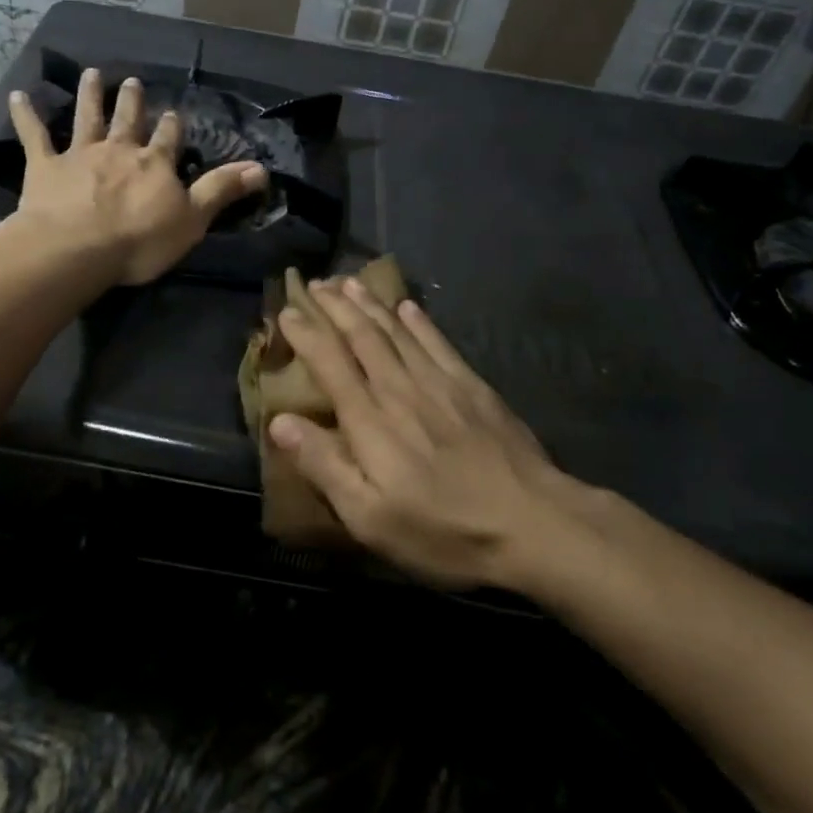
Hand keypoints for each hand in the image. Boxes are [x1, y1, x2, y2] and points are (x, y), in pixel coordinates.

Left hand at [9, 68, 267, 285]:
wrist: (78, 248)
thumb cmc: (139, 240)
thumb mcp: (193, 219)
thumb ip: (222, 191)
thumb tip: (262, 169)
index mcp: (155, 164)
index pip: (169, 140)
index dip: (172, 127)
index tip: (174, 113)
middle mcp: (119, 150)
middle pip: (128, 120)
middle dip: (132, 101)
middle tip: (131, 81)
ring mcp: (80, 155)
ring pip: (86, 117)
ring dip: (89, 95)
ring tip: (91, 74)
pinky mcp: (44, 166)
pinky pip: (34, 136)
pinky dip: (25, 116)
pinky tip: (17, 96)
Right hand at [269, 278, 604, 589]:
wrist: (533, 523)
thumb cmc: (443, 531)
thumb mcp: (370, 518)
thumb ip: (324, 465)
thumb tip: (279, 421)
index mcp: (369, 420)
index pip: (329, 362)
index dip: (306, 334)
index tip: (287, 312)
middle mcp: (399, 389)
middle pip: (362, 336)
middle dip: (334, 306)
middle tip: (315, 283)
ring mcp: (439, 383)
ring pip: (396, 330)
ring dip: (369, 303)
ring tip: (349, 281)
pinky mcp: (472, 387)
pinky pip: (438, 342)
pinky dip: (419, 321)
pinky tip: (408, 306)